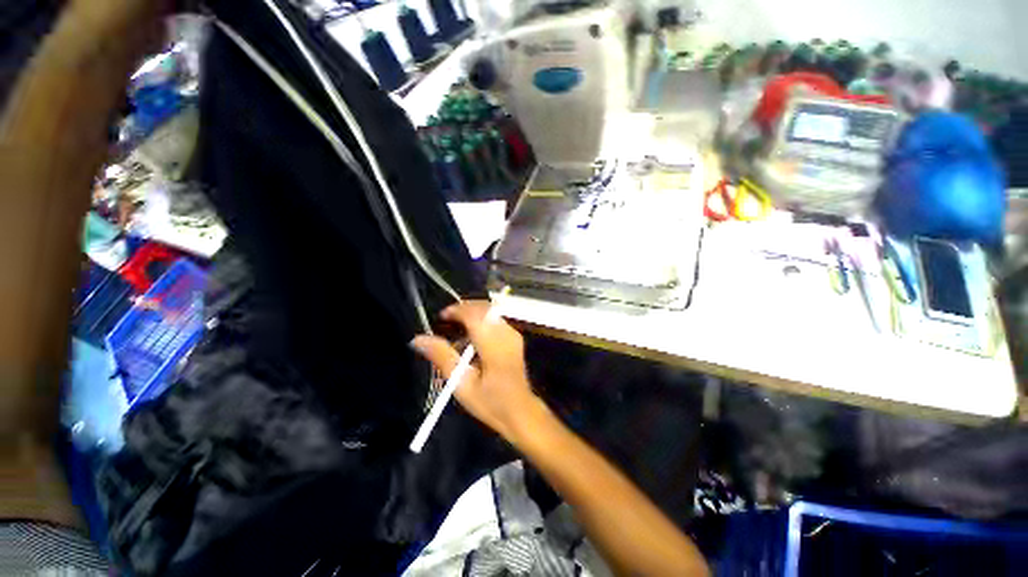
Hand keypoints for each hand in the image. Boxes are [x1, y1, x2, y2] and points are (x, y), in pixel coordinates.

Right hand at [412, 301, 543, 442]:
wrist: (520, 410)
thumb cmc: (490, 402)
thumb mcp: (461, 385)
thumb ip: (442, 357)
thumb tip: (419, 339)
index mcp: (494, 345)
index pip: (475, 315)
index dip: (457, 310)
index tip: (441, 317)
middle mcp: (506, 334)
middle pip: (484, 308)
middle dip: (463, 309)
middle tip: (446, 322)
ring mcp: (513, 334)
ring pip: (490, 311)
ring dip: (472, 313)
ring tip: (457, 329)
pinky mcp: (515, 336)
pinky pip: (495, 318)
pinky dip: (481, 320)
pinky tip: (472, 335)